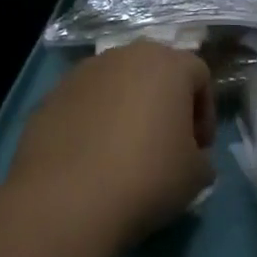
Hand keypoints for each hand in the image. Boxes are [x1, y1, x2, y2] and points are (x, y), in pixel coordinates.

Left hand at [7, 41, 216, 251]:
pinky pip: (85, 103)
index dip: (204, 112)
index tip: (198, 149)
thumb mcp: (196, 176)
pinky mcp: (52, 95)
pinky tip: (91, 159)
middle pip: (156, 71)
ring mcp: (84, 72)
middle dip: (165, 103)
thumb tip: (192, 158)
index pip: (199, 76)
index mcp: (169, 64)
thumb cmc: (146, 177)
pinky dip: (93, 122)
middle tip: (164, 145)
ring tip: (123, 152)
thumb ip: (202, 158)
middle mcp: (127, 55)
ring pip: (117, 84)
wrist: (65, 201)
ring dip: (127, 109)